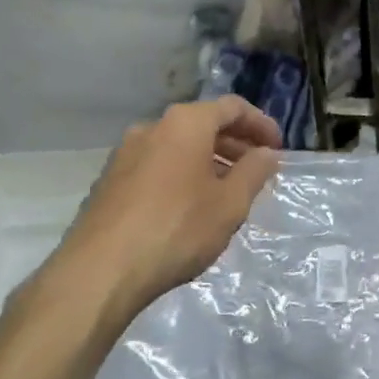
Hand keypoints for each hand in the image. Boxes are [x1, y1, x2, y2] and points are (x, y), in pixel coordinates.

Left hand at [44, 97, 281, 325]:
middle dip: (235, 143)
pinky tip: (191, 206)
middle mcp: (152, 127)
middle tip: (258, 169)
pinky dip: (182, 174)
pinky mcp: (110, 181)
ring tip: (228, 190)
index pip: (232, 107)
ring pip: (178, 146)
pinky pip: (157, 165)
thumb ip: (254, 172)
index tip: (278, 148)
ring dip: (208, 160)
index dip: (261, 124)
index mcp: (185, 123)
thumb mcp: (230, 204)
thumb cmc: (177, 229)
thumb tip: (267, 153)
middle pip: (202, 124)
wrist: (100, 271)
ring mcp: (125, 153)